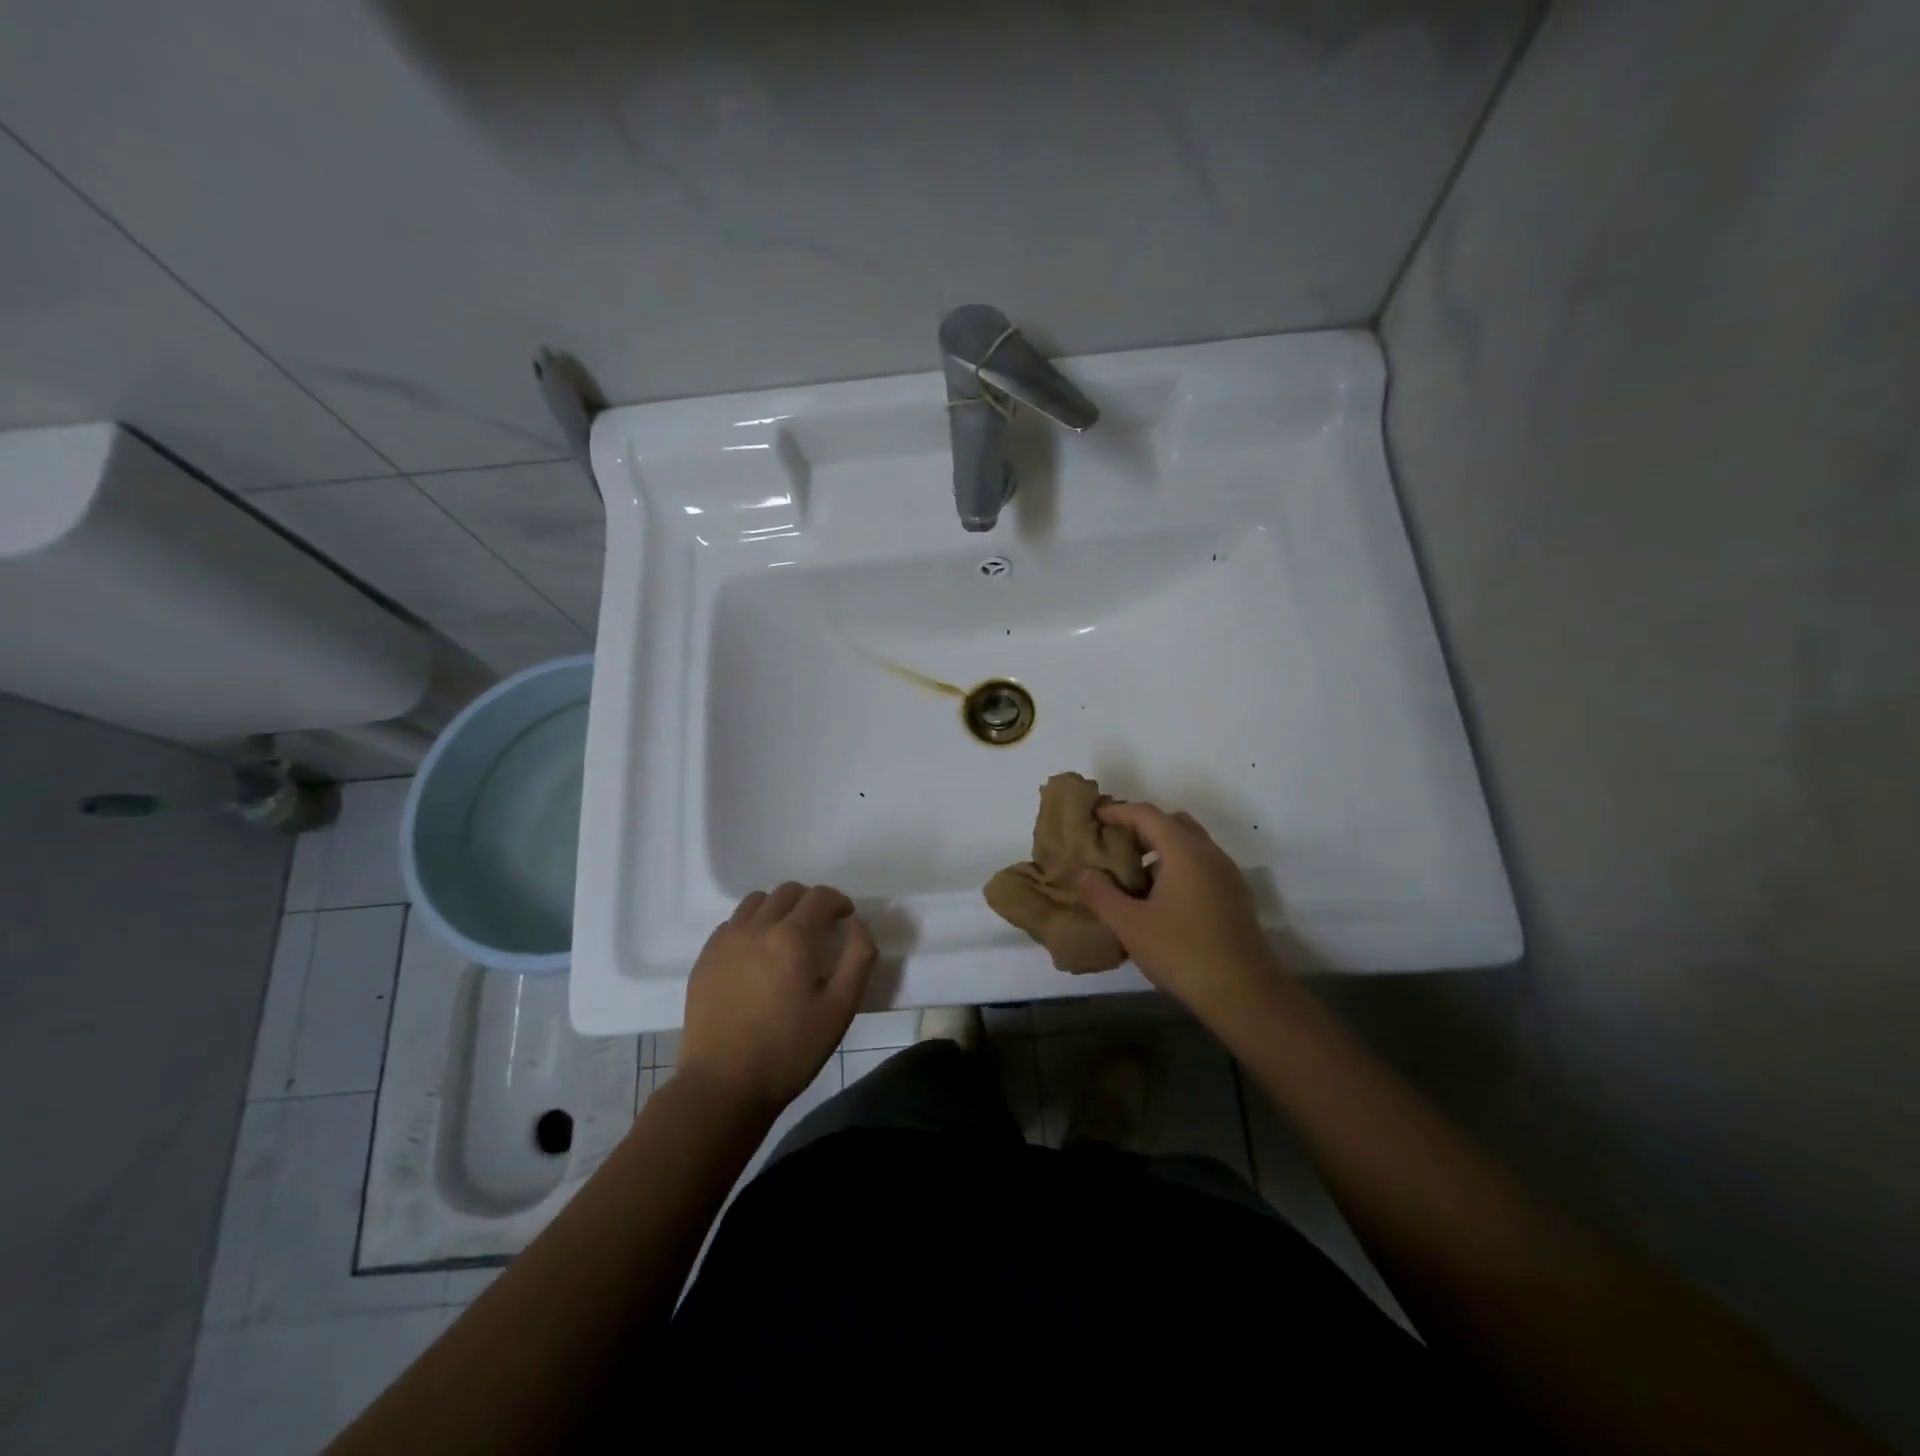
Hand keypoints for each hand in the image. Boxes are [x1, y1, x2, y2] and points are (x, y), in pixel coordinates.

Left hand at [679, 882, 875, 1116]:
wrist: (722, 1086)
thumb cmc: (789, 1050)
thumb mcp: (840, 1009)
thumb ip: (858, 958)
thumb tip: (858, 923)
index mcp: (791, 937)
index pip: (820, 897)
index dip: (839, 902)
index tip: (846, 919)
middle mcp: (756, 928)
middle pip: (787, 892)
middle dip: (810, 902)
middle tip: (821, 928)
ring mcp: (725, 942)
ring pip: (755, 902)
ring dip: (778, 908)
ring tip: (787, 937)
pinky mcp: (704, 960)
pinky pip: (731, 924)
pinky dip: (750, 925)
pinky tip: (756, 954)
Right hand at [1076, 802, 1280, 1021]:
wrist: (1245, 994)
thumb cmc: (1182, 952)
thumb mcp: (1130, 925)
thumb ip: (1101, 894)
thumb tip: (1084, 873)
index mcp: (1184, 851)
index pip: (1147, 814)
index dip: (1118, 811)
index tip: (1094, 817)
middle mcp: (1209, 854)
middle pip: (1172, 823)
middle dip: (1140, 828)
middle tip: (1112, 846)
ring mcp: (1227, 875)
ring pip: (1189, 846)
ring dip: (1159, 850)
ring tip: (1131, 876)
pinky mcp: (1234, 897)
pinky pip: (1200, 866)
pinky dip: (1176, 868)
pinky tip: (1158, 900)